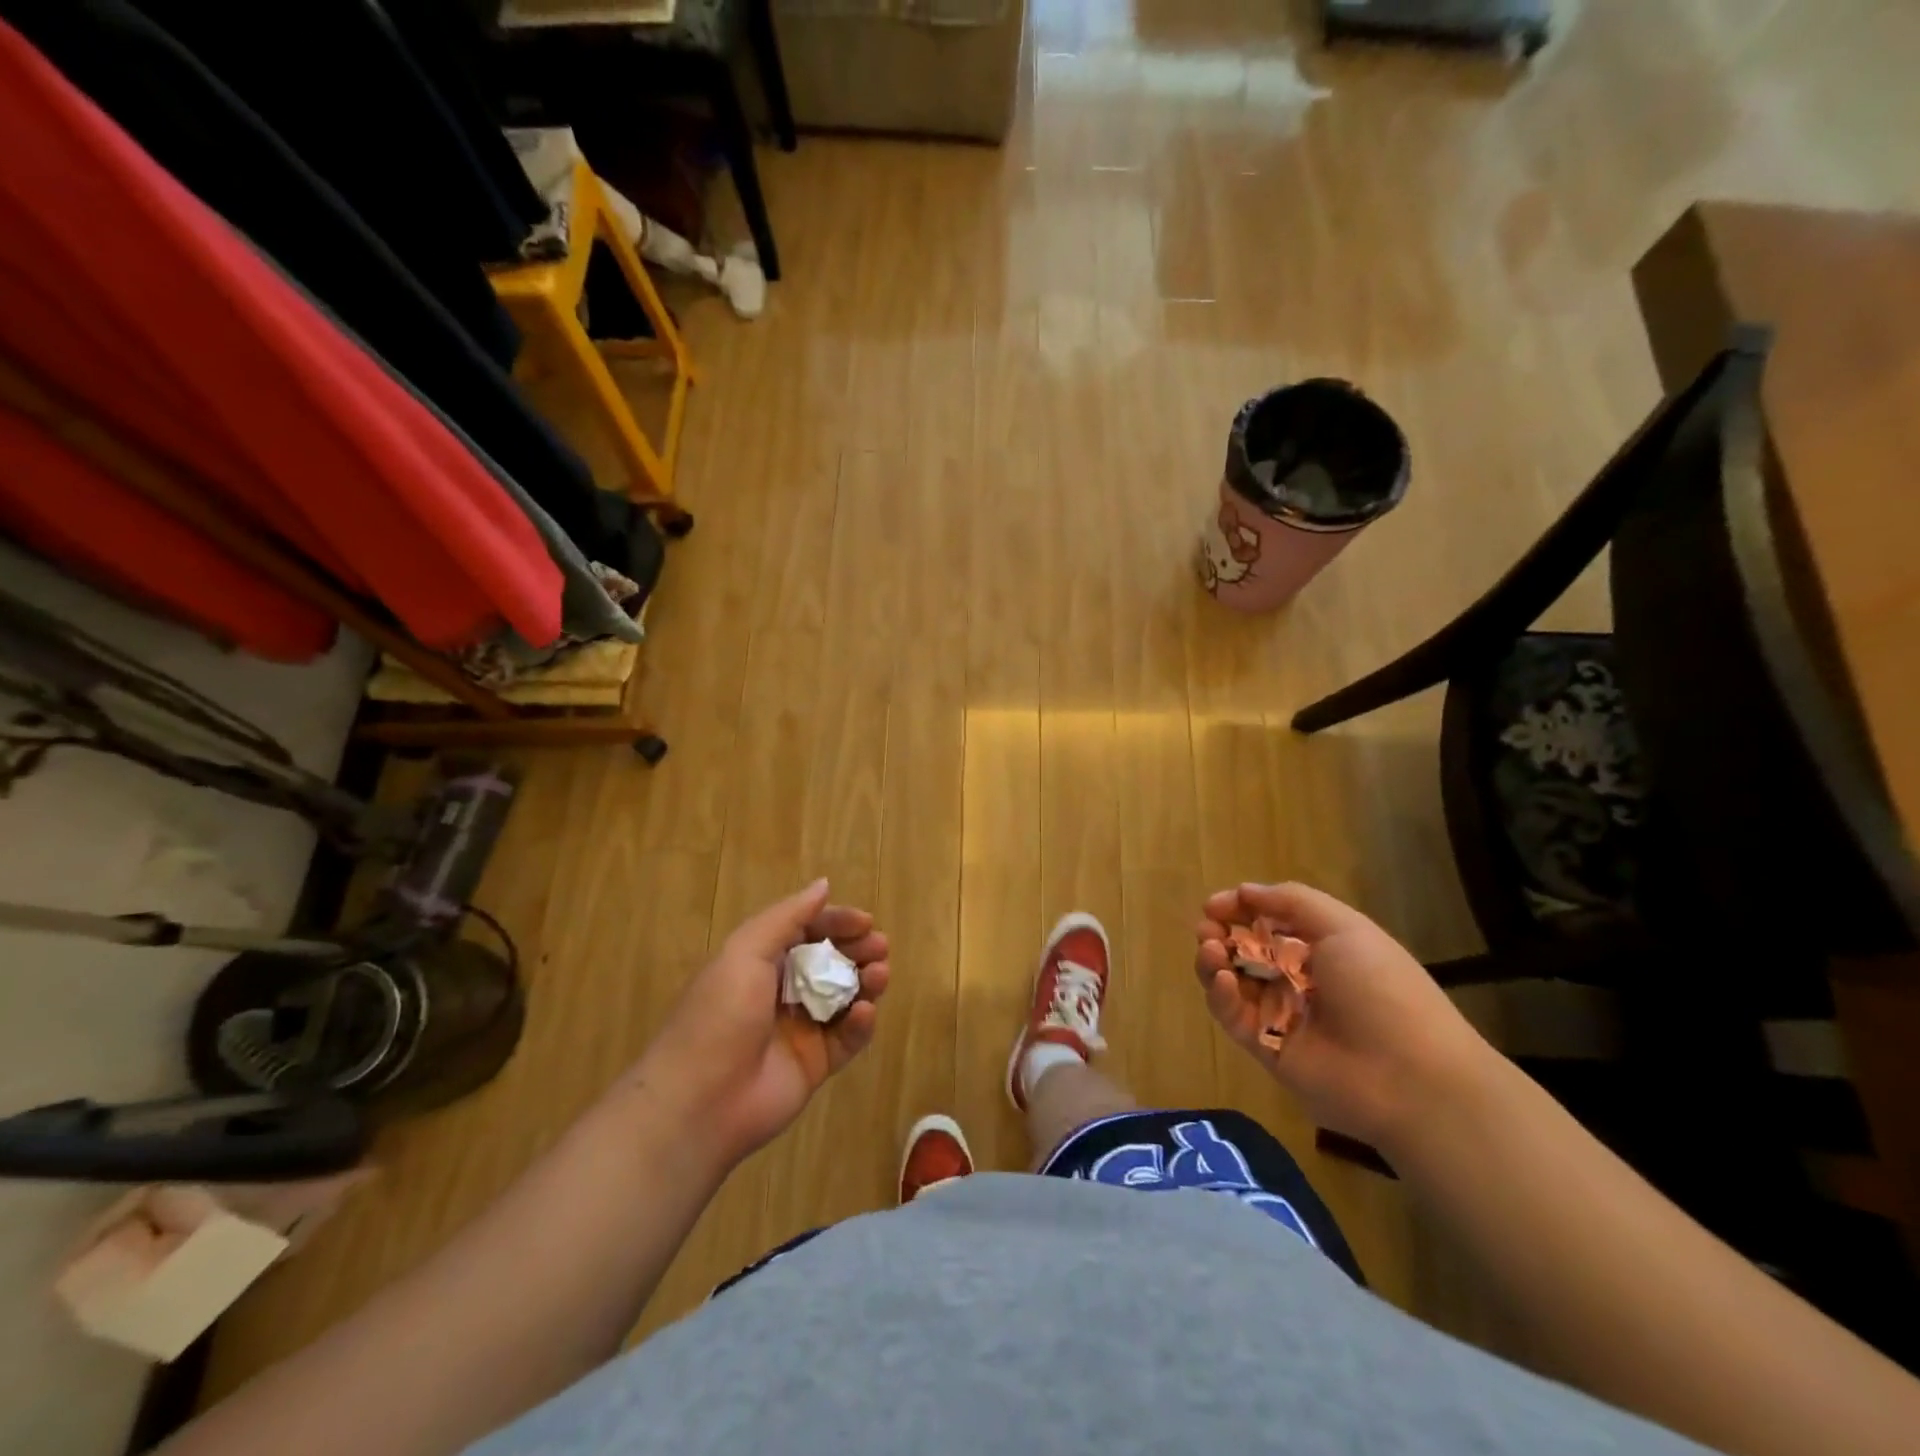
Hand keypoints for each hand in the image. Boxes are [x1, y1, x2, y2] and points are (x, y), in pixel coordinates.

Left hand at [628, 880, 889, 1169]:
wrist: (700, 1101)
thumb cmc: (720, 1014)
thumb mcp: (745, 952)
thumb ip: (787, 917)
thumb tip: (823, 884)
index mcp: (761, 962)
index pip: (808, 932)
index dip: (837, 922)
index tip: (866, 922)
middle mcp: (783, 992)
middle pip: (831, 962)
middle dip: (858, 950)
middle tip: (879, 948)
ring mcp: (801, 1029)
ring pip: (845, 997)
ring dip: (866, 982)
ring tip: (879, 974)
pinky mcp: (816, 1064)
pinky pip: (847, 1038)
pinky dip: (860, 1023)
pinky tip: (865, 1012)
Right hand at [1195, 882, 1496, 1149]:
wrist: (1409, 1077)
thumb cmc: (1380, 989)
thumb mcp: (1344, 927)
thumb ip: (1291, 901)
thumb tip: (1243, 891)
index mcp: (1321, 948)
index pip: (1268, 921)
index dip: (1239, 909)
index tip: (1213, 905)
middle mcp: (1298, 978)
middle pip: (1244, 950)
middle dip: (1220, 933)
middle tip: (1207, 929)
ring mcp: (1280, 1014)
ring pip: (1232, 981)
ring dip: (1213, 960)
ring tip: (1210, 949)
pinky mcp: (1266, 1047)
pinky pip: (1233, 1016)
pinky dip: (1220, 995)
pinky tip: (1221, 979)